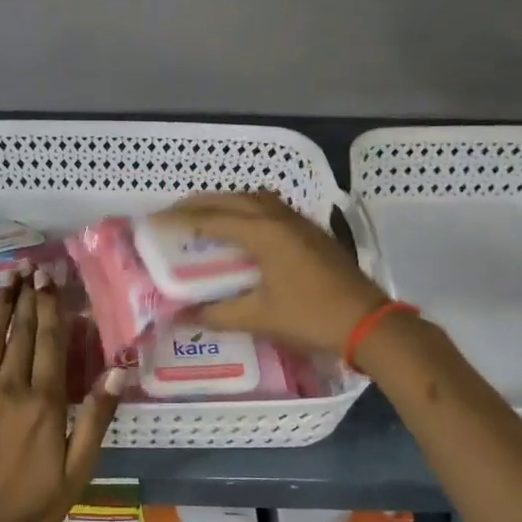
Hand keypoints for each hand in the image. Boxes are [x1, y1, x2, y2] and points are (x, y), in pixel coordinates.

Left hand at [0, 270, 123, 521]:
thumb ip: (96, 418)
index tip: (50, 280)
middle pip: (20, 333)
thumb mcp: (78, 470)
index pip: (49, 342)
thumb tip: (118, 371)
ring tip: (6, 278)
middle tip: (30, 268)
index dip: (50, 307)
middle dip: (27, 298)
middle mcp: (9, 388)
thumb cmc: (32, 506)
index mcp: (44, 403)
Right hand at [163, 191, 390, 354]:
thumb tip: (181, 315)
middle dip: (199, 203)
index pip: (211, 219)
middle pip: (232, 200)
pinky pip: (270, 207)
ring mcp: (299, 222)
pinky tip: (243, 226)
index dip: (179, 219)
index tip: (153, 221)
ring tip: (204, 214)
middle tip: (172, 212)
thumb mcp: (259, 317)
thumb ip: (217, 314)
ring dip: (226, 201)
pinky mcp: (311, 231)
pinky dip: (247, 208)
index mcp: (263, 233)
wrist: (368, 322)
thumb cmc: (311, 317)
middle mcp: (279, 218)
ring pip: (254, 199)